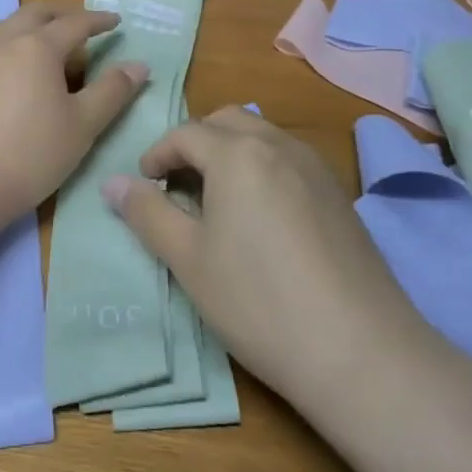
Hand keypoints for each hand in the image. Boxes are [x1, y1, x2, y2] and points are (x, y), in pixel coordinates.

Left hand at [0, 2, 148, 339]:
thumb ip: (112, 91)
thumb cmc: (29, 157)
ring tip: (40, 39)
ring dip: (27, 24)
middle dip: (62, 13)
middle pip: (36, 13)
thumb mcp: (82, 127)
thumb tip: (138, 64)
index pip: (76, 23)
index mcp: (39, 47)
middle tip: (81, 23)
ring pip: (3, 25)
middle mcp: (3, 40)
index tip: (115, 21)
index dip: (99, 21)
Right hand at [101, 106, 419, 406]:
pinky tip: (262, 217)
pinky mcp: (338, 193)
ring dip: (231, 152)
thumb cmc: (258, 301)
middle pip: (226, 121)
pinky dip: (263, 167)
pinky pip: (288, 159)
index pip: (185, 133)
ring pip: (261, 135)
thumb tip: (112, 183)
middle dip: (195, 143)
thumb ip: (147, 213)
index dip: (156, 155)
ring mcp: (315, 166)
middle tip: (178, 184)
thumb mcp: (188, 260)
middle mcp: (278, 144)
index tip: (144, 185)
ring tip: (217, 200)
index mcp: (238, 153)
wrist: (359, 350)